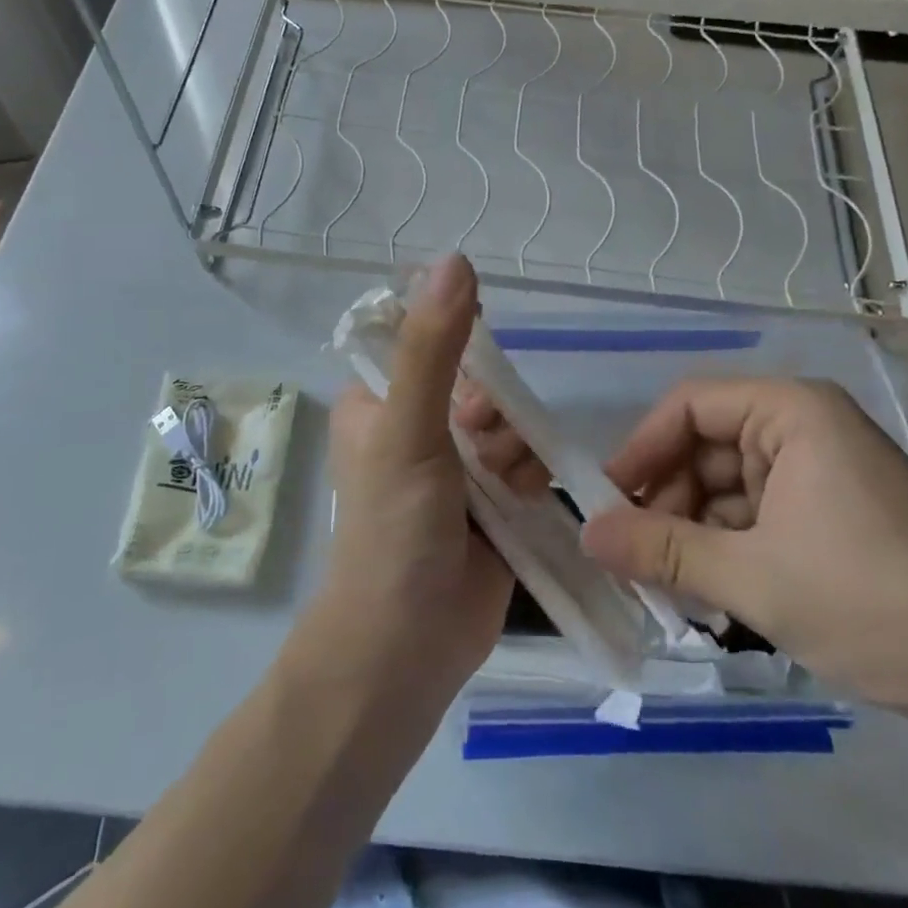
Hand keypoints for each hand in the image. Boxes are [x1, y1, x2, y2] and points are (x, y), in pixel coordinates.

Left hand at [307, 255, 511, 704]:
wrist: (407, 648)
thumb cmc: (392, 530)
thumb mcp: (407, 430)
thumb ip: (432, 348)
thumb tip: (455, 259)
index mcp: (377, 400)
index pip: (426, 339)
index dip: (458, 345)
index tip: (470, 376)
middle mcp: (415, 425)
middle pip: (478, 381)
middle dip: (490, 412)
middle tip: (476, 447)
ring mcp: (456, 466)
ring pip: (508, 420)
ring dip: (513, 446)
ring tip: (499, 486)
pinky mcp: (492, 501)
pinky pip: (526, 459)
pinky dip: (530, 474)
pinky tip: (522, 500)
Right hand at [584, 377, 907, 732]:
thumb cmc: (870, 604)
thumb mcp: (752, 578)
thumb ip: (661, 551)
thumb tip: (585, 535)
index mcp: (794, 412)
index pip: (691, 405)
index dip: (642, 448)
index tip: (607, 500)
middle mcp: (806, 427)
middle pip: (707, 446)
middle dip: (667, 499)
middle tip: (633, 555)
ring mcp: (822, 471)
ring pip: (728, 485)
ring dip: (693, 529)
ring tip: (668, 584)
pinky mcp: (832, 513)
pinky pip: (757, 513)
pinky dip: (727, 545)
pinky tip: (710, 591)